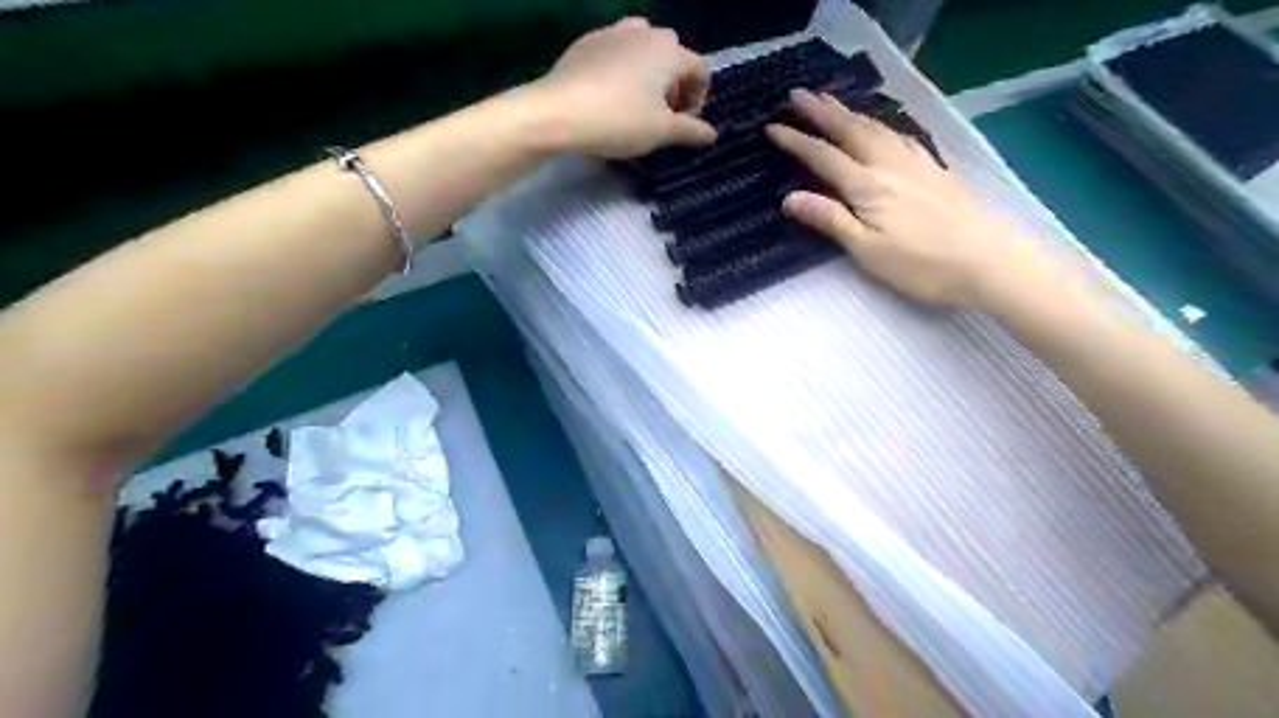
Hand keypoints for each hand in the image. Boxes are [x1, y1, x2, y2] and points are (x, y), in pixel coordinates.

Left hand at [528, 16, 715, 158]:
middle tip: (663, 113)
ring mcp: (613, 33)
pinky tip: (609, 94)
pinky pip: (615, 51)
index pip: (700, 68)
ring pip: (643, 46)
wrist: (558, 112)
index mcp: (669, 51)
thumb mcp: (661, 132)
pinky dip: (622, 68)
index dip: (699, 97)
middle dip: (674, 83)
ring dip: (648, 71)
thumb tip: (712, 134)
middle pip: (673, 53)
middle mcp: (645, 33)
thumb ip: (690, 131)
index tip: (685, 123)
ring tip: (638, 100)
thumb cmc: (619, 120)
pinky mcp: (586, 42)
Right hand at [769, 89, 1048, 311]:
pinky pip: (901, 137)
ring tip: (832, 103)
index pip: (824, 157)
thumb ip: (831, 220)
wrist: (989, 261)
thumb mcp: (868, 250)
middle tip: (799, 96)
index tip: (773, 128)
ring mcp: (917, 164)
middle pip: (851, 132)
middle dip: (822, 113)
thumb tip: (790, 198)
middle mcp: (890, 166)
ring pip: (877, 129)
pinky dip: (882, 126)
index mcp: (868, 186)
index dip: (798, 142)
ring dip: (851, 114)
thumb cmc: (922, 265)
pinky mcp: (935, 171)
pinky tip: (883, 128)